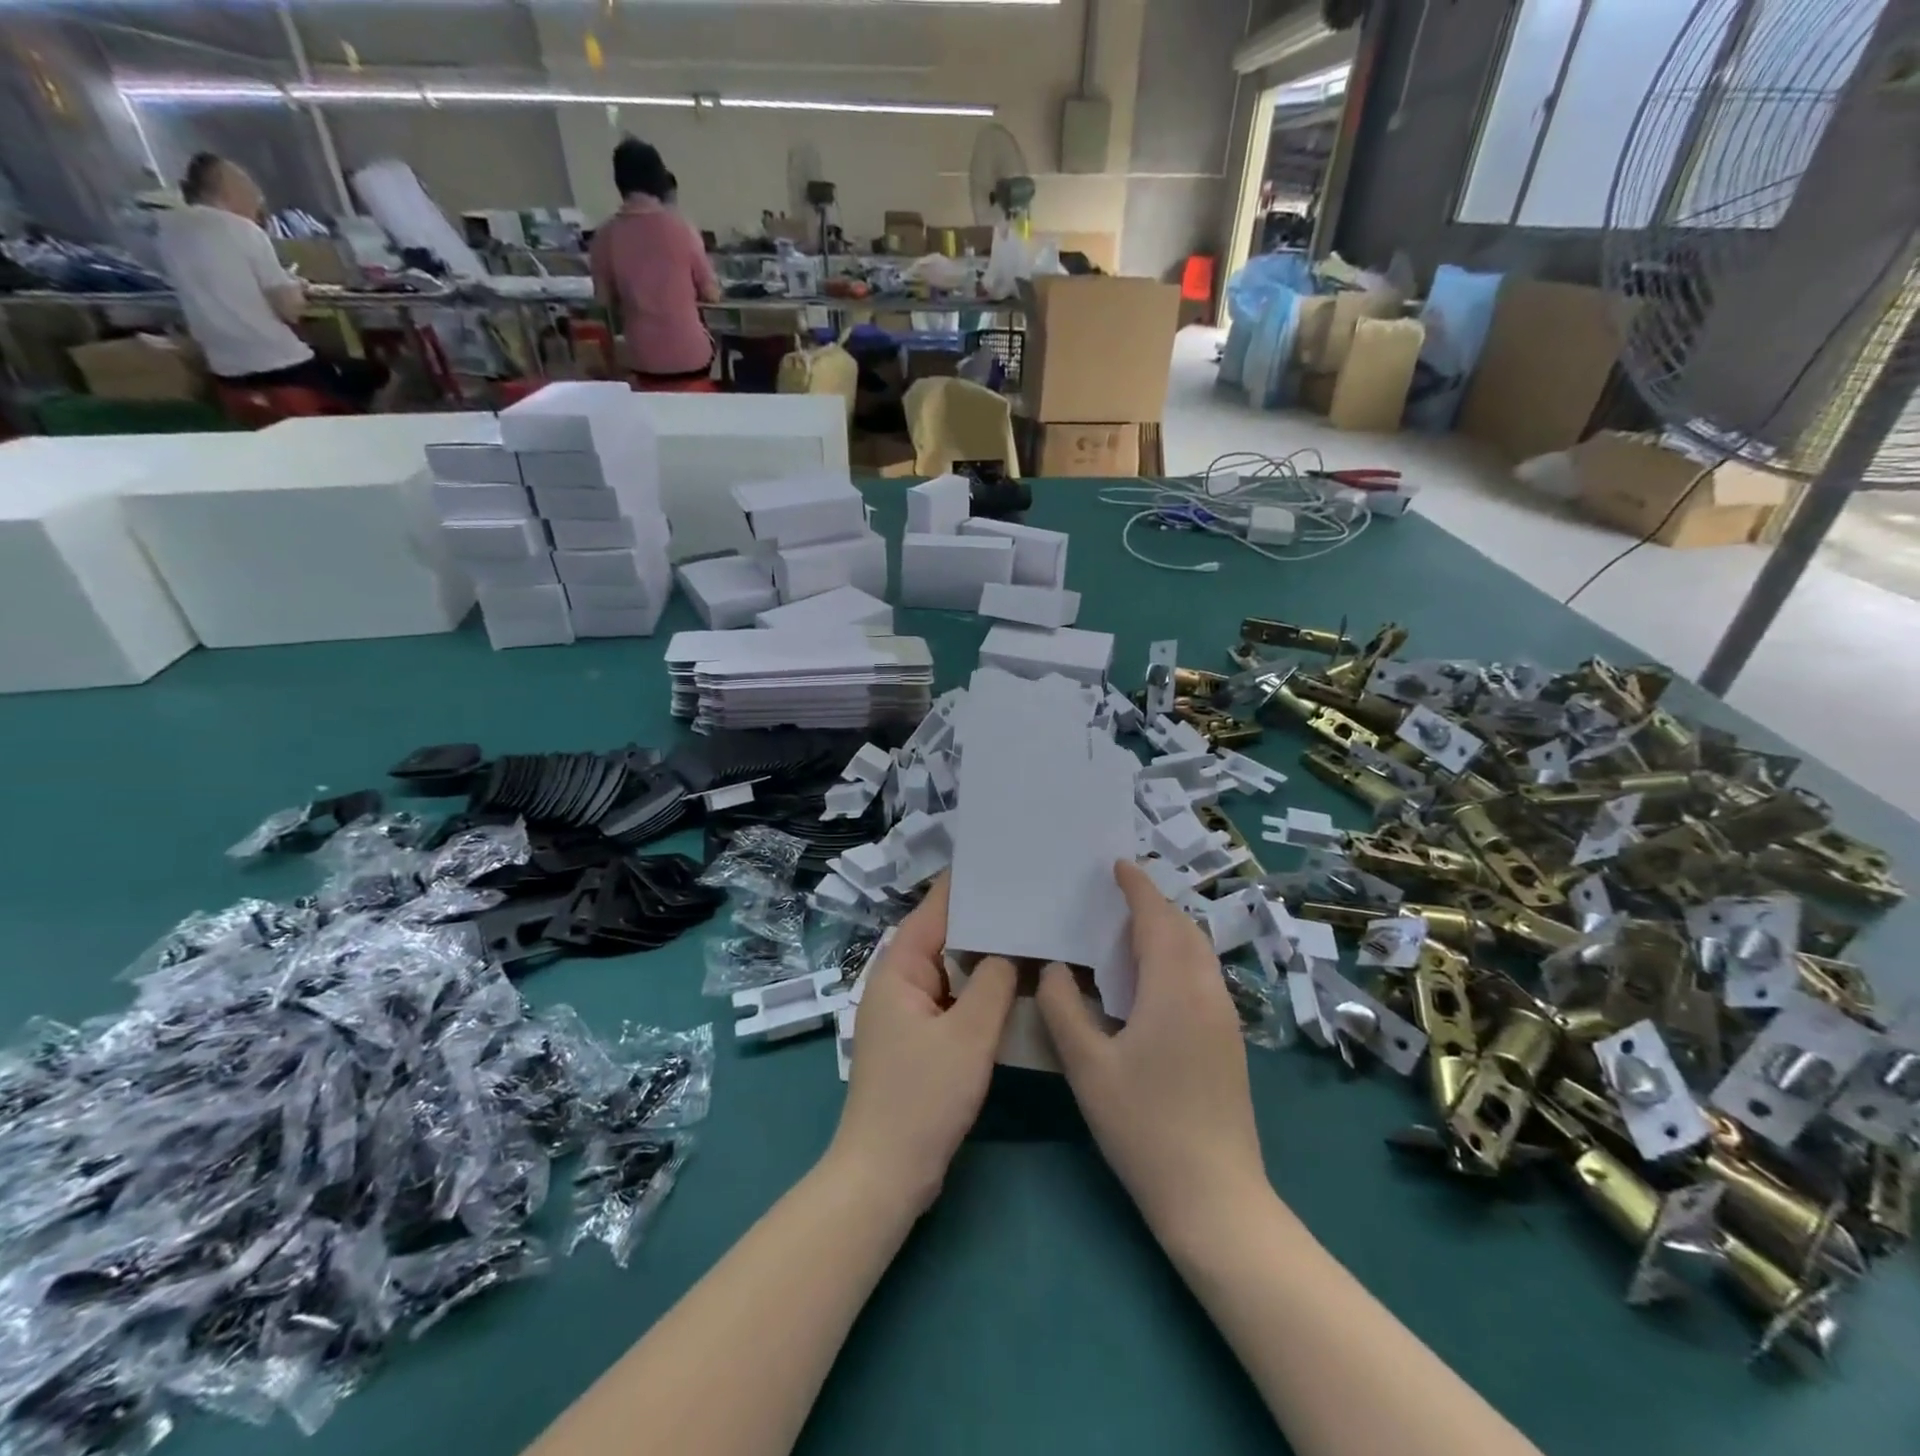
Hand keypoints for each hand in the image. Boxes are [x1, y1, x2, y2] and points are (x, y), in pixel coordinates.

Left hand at [828, 876, 1016, 1214]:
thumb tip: (1011, 948)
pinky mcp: (924, 1038)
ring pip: (954, 968)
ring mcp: (911, 1011)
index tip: (1004, 859)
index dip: (967, 883)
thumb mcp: (967, 1036)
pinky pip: (956, 997)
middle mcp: (900, 981)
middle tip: (1032, 893)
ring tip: (1033, 928)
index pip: (935, 909)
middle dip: (985, 917)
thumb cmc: (921, 1098)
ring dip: (987, 954)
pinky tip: (1017, 982)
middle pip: (945, 935)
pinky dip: (982, 987)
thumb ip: (992, 983)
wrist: (886, 1174)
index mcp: (898, 968)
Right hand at [1036, 860, 1266, 1240]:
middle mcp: (1207, 992)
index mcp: (1174, 989)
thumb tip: (1056, 968)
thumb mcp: (1087, 1067)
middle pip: (1184, 929)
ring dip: (1168, 930)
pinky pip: (1202, 976)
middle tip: (1116, 896)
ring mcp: (1225, 1018)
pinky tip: (1150, 981)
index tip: (1117, 864)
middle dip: (1154, 904)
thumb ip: (1064, 1008)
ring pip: (1198, 953)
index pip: (1157, 918)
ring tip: (1129, 932)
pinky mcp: (1230, 1041)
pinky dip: (1177, 957)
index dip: (1137, 887)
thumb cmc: (1144, 1126)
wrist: (1215, 1197)